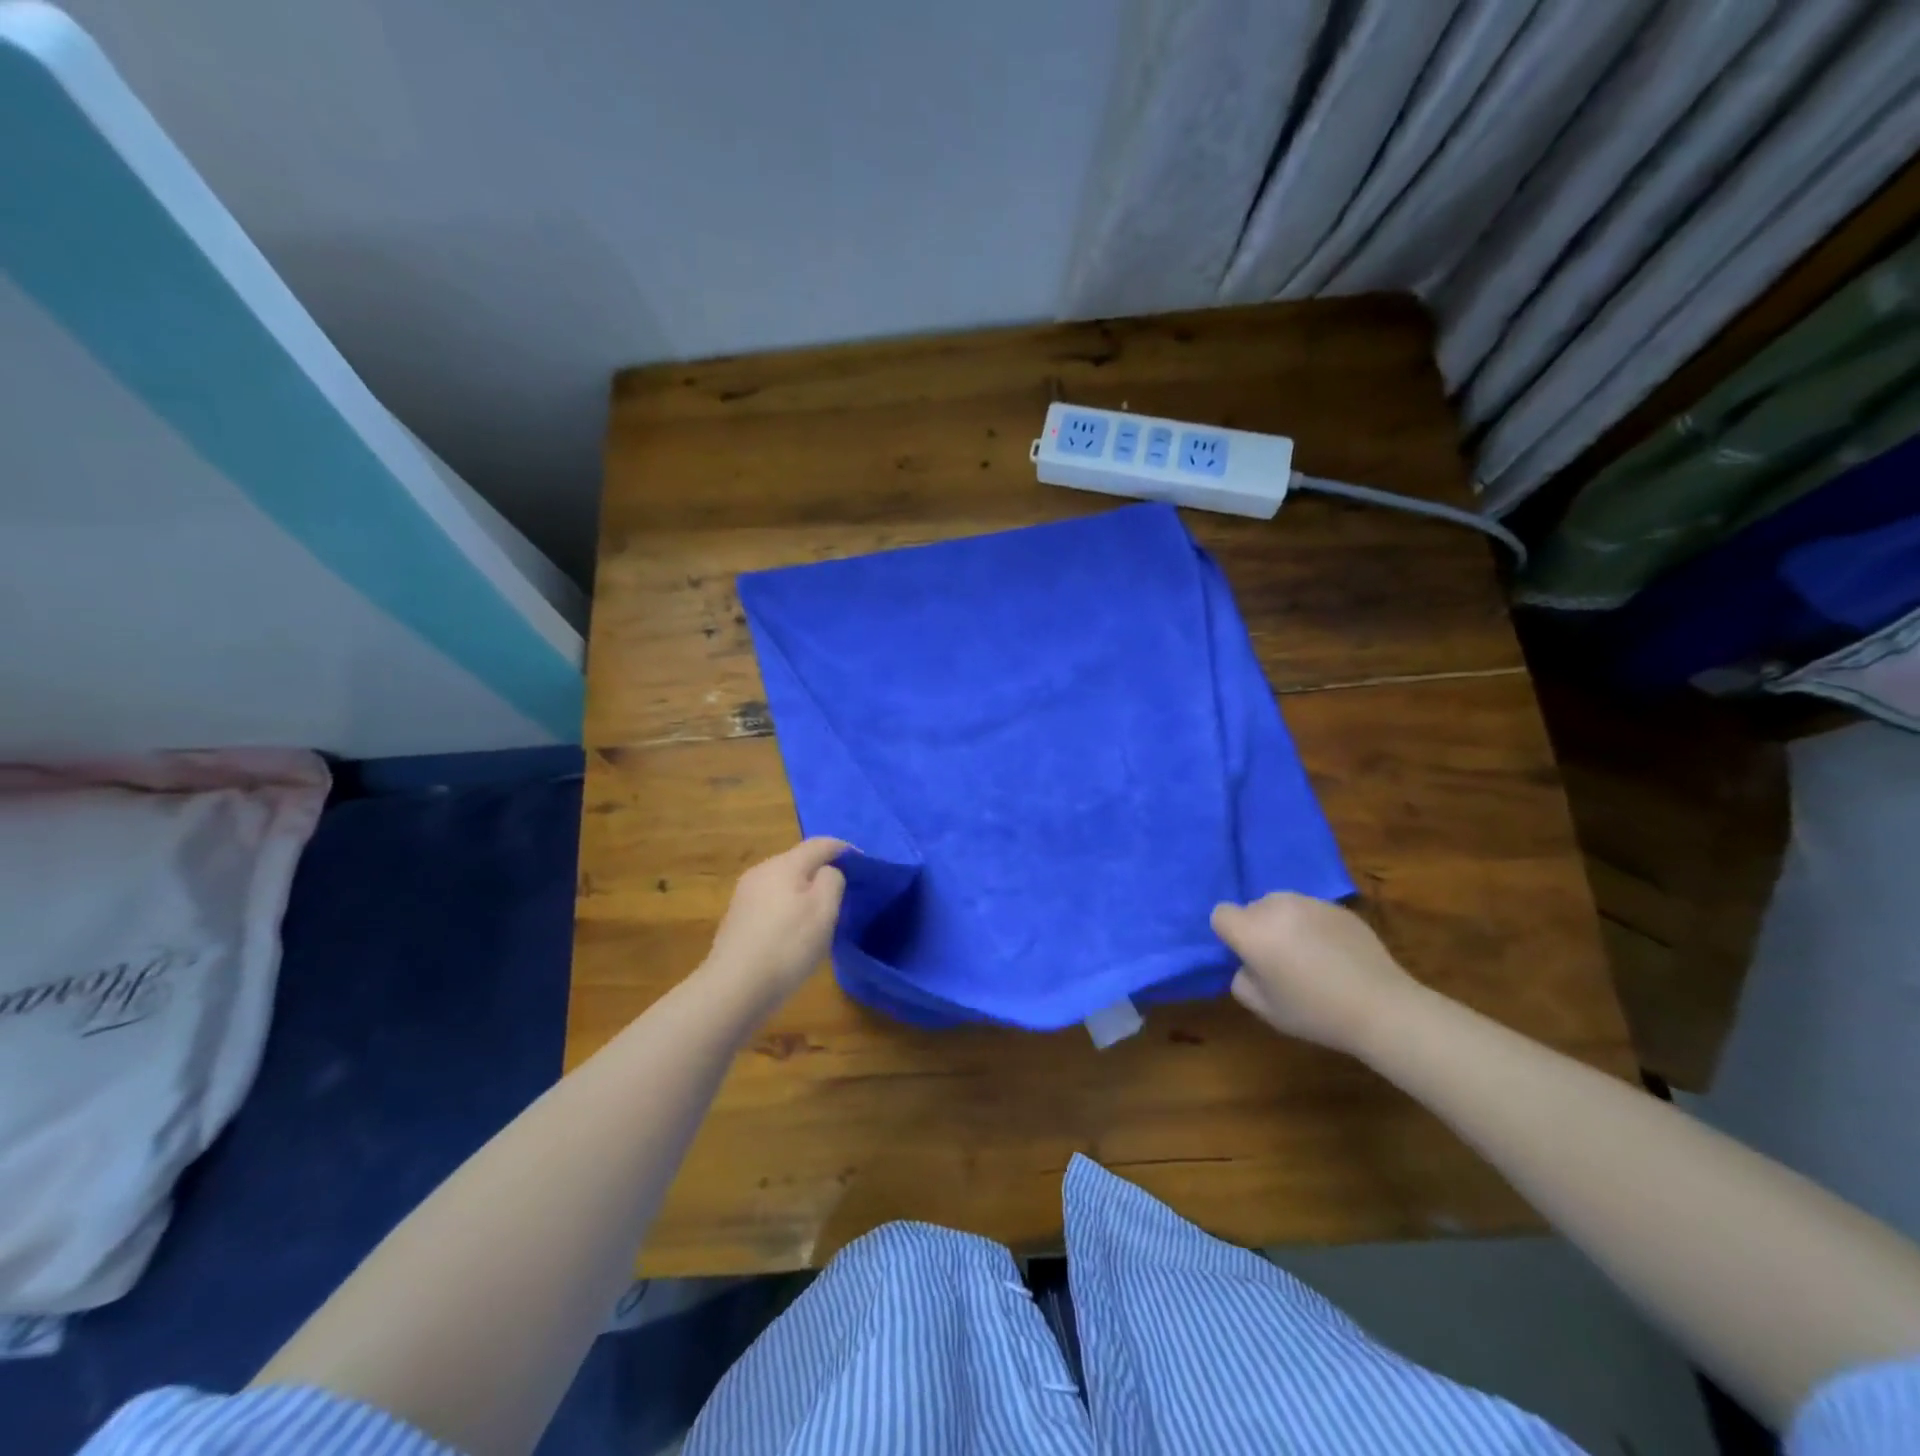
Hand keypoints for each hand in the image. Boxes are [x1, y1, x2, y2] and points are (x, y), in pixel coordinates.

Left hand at [702, 838, 847, 1007]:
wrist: (733, 989)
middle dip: (822, 872)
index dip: (844, 850)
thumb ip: (832, 880)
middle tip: (844, 894)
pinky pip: (771, 903)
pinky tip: (792, 934)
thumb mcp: (824, 910)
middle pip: (799, 862)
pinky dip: (787, 910)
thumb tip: (827, 873)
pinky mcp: (736, 920)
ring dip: (804, 893)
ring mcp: (744, 896)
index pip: (820, 844)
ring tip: (821, 916)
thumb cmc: (786, 945)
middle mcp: (760, 872)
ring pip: (783, 884)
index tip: (864, 865)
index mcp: (783, 864)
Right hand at [1211, 893, 1424, 1057]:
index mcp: (1253, 931)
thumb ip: (1241, 980)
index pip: (1221, 914)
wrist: (1381, 1007)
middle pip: (1252, 907)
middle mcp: (1277, 907)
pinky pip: (1311, 910)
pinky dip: (1312, 925)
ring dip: (1284, 923)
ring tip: (1307, 953)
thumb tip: (1248, 964)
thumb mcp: (1264, 1008)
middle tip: (1278, 959)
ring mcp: (1310, 903)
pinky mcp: (1338, 907)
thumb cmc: (1315, 1012)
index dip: (1230, 935)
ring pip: (1282, 905)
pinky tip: (1333, 953)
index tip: (1248, 957)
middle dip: (1258, 927)